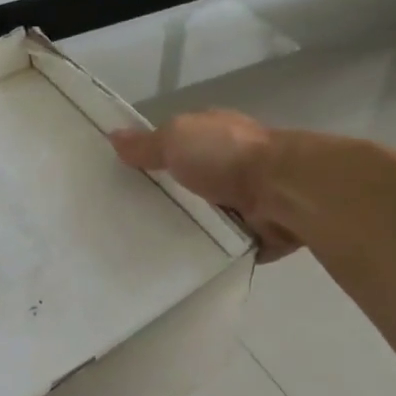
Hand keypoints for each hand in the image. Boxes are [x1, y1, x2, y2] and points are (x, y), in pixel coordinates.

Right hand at [111, 110, 299, 260]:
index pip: (178, 143)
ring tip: (148, 245)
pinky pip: (224, 243)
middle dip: (168, 196)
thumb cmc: (226, 157)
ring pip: (207, 214)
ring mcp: (247, 197)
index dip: (153, 156)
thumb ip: (146, 144)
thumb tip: (113, 136)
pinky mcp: (257, 231)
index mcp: (215, 133)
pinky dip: (210, 250)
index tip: (124, 178)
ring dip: (189, 226)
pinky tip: (181, 262)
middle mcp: (232, 163)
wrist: (283, 192)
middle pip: (190, 182)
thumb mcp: (176, 139)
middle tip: (128, 218)